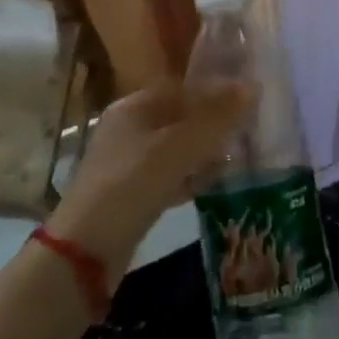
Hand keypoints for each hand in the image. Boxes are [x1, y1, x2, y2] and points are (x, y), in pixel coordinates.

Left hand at [47, 80, 255, 281]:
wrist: (85, 252)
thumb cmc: (131, 184)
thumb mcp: (178, 147)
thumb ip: (216, 118)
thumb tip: (254, 87)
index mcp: (133, 107)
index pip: (181, 88)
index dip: (214, 90)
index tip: (247, 98)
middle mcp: (129, 129)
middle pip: (180, 117)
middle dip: (213, 122)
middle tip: (249, 127)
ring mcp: (128, 164)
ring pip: (177, 148)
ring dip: (206, 150)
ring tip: (241, 153)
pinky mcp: (133, 196)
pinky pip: (171, 176)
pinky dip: (193, 176)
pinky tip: (218, 182)